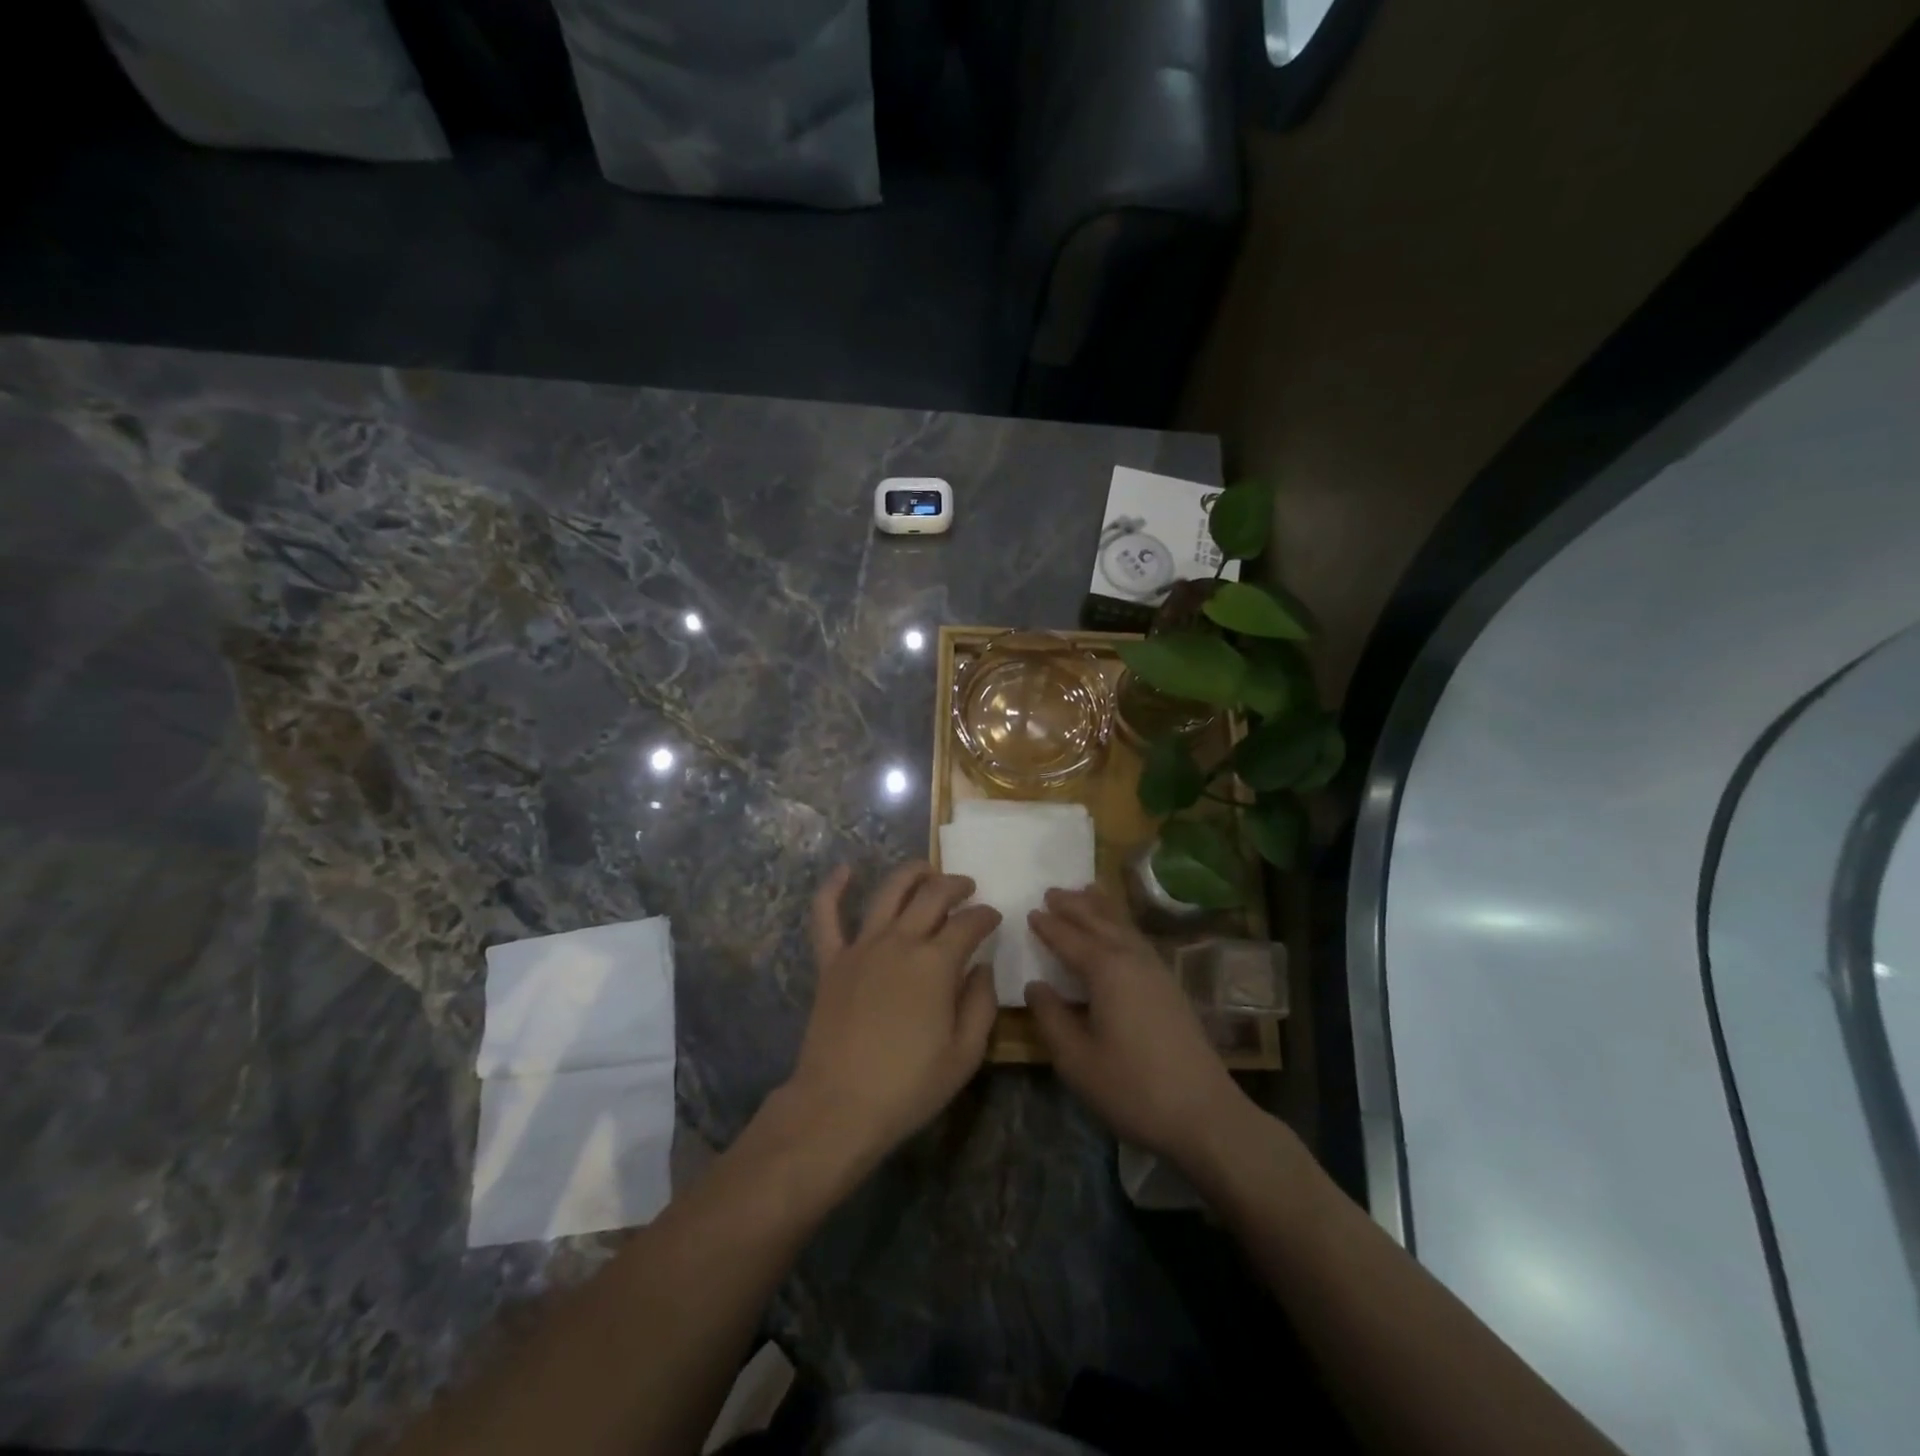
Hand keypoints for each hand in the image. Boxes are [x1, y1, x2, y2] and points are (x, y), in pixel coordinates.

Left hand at [784, 863, 1001, 1168]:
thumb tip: (982, 967)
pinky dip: (833, 888)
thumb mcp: (965, 1055)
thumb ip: (981, 1004)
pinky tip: (844, 870)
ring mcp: (861, 947)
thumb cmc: (909, 1086)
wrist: (838, 1106)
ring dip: (911, 874)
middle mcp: (900, 941)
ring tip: (926, 869)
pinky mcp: (831, 960)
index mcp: (936, 963)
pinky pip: (827, 916)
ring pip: (888, 892)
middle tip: (968, 887)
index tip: (994, 918)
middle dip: (955, 885)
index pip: (969, 923)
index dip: (986, 915)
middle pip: (932, 895)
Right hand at [1025, 887, 1249, 1171]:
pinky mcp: (1171, 986)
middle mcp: (1132, 958)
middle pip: (1099, 921)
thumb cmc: (1132, 1087)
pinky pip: (1137, 938)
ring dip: (1100, 908)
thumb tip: (1036, 986)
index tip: (1030, 911)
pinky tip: (1119, 932)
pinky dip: (1121, 924)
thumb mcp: (1076, 1059)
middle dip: (1074, 906)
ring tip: (1085, 892)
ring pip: (1123, 926)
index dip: (1048, 926)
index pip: (1069, 938)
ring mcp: (1157, 970)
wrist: (1204, 1114)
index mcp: (1107, 970)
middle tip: (1052, 891)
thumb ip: (1051, 1018)